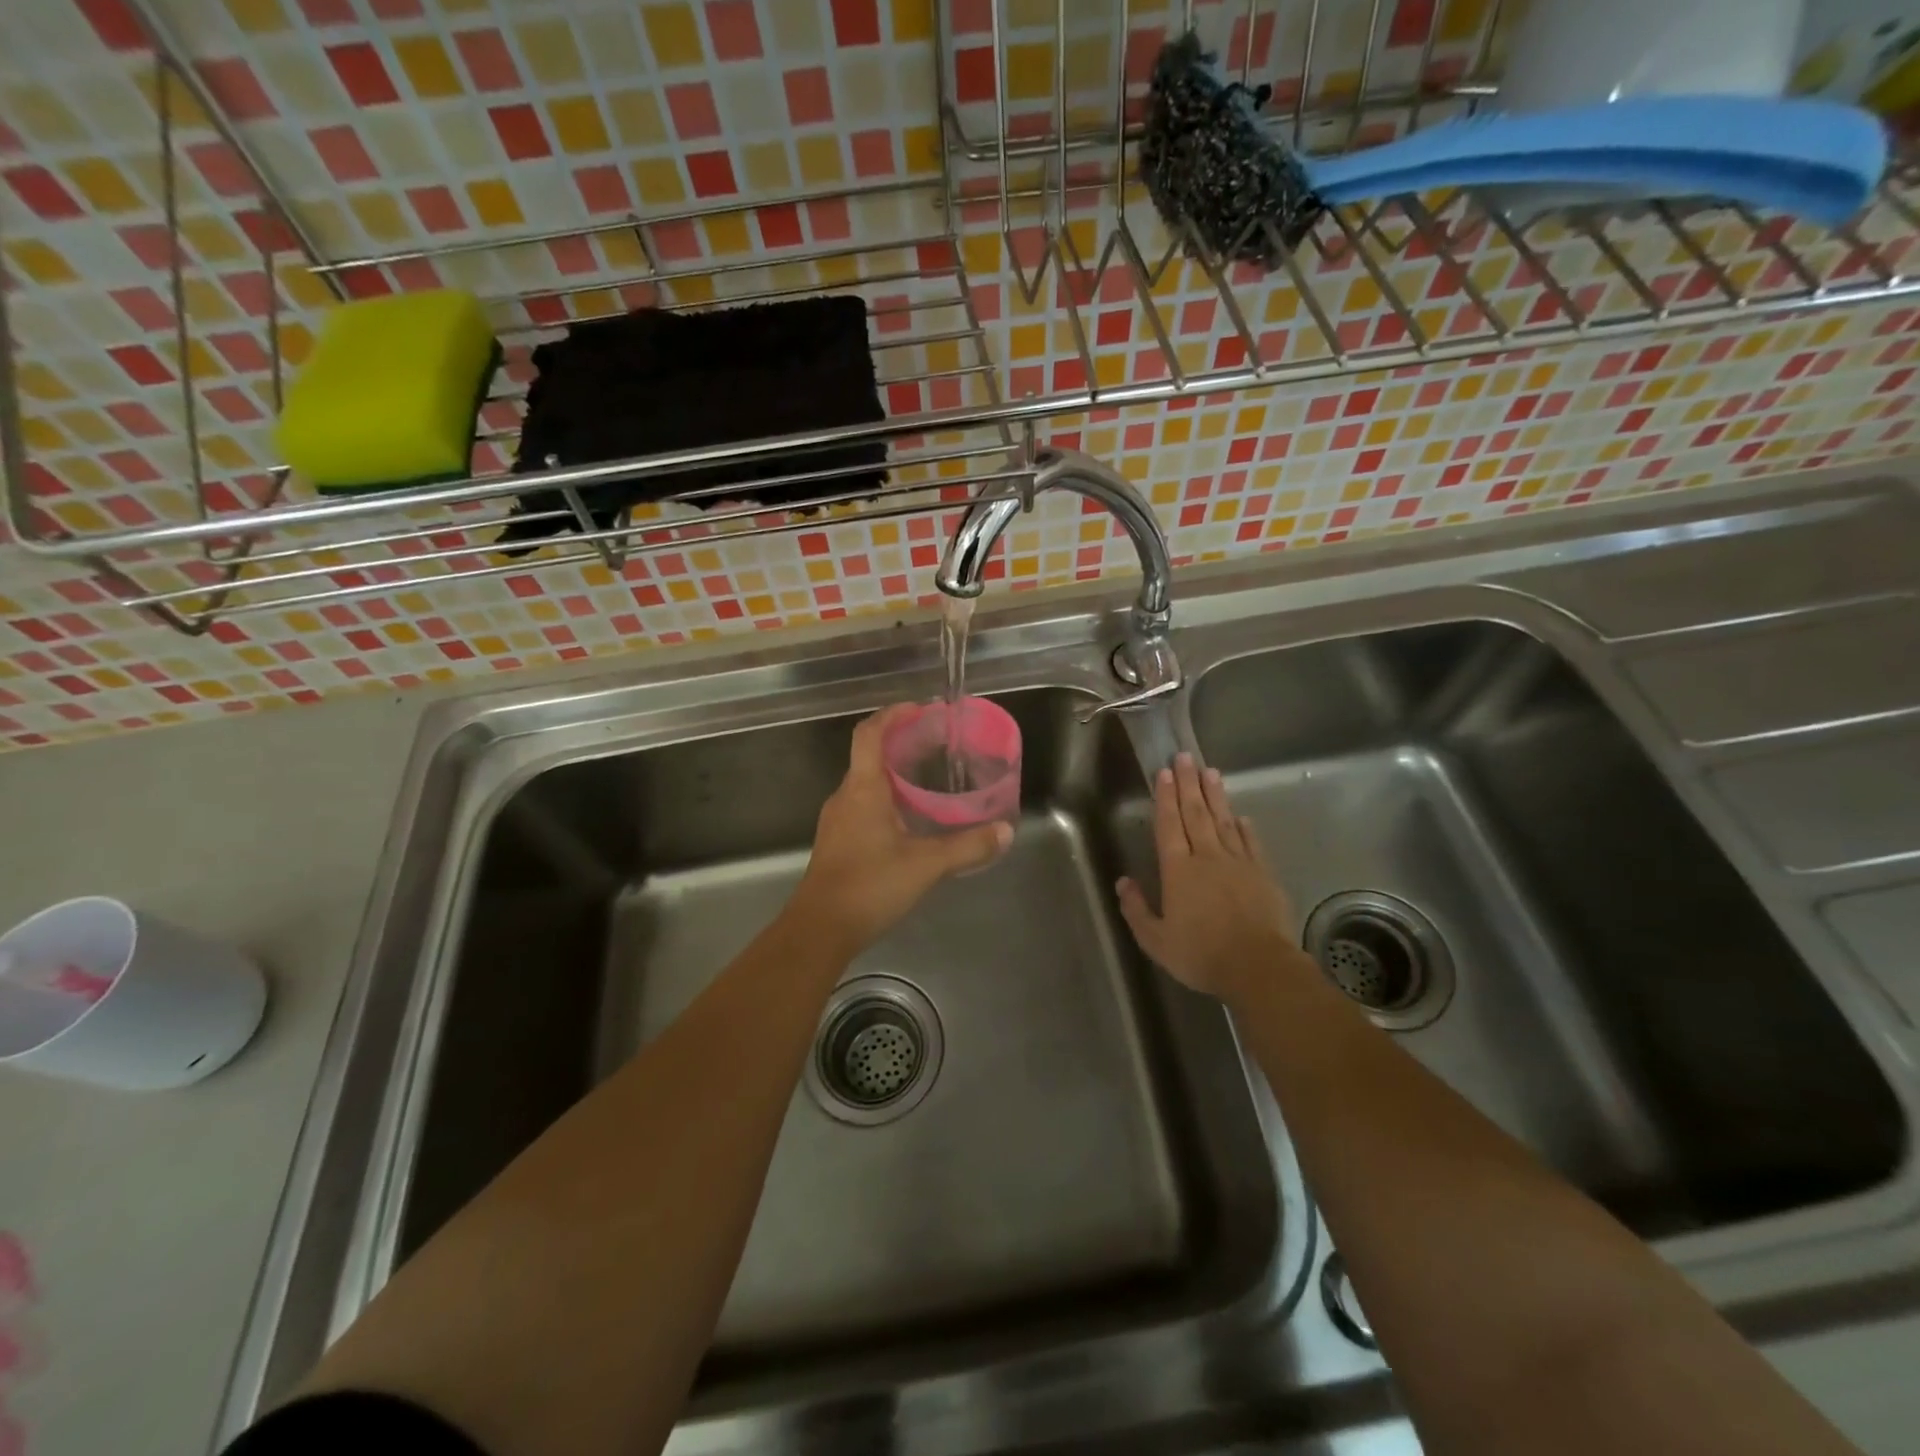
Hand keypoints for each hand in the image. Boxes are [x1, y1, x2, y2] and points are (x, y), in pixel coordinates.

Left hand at [790, 704, 1012, 955]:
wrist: (820, 929)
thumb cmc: (870, 885)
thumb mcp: (926, 865)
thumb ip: (968, 847)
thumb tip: (1005, 832)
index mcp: (862, 789)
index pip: (870, 734)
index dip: (892, 715)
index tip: (918, 709)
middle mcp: (845, 797)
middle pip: (868, 756)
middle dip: (900, 745)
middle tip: (935, 746)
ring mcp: (837, 821)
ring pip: (865, 784)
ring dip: (893, 775)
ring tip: (928, 782)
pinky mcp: (837, 843)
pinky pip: (862, 807)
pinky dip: (886, 800)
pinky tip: (909, 821)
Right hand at [1117, 753, 1296, 1000]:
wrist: (1259, 967)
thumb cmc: (1202, 955)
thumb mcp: (1156, 941)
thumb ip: (1137, 909)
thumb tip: (1123, 882)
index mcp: (1178, 870)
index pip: (1169, 825)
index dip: (1164, 798)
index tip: (1163, 773)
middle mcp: (1207, 857)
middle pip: (1196, 813)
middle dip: (1188, 784)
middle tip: (1185, 757)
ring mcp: (1238, 863)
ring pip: (1224, 821)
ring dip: (1215, 795)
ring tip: (1210, 772)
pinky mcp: (1263, 874)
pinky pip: (1251, 843)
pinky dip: (1244, 827)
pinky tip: (1241, 815)